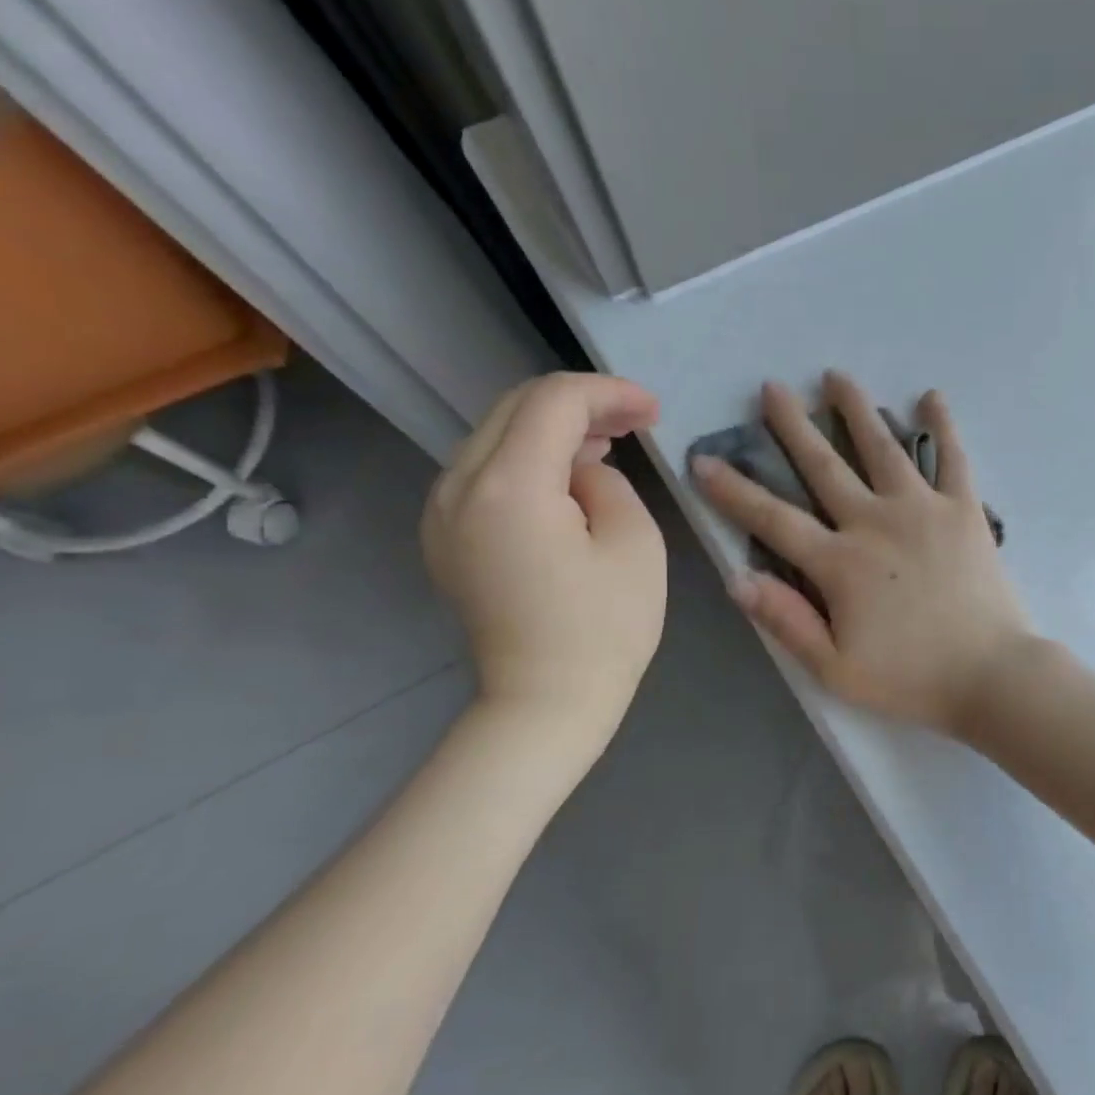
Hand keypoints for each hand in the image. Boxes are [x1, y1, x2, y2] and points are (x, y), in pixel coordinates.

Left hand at [422, 373, 665, 750]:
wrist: (546, 700)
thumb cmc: (606, 628)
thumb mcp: (635, 543)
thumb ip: (607, 482)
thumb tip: (581, 470)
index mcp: (509, 487)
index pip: (553, 402)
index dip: (608, 393)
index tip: (653, 411)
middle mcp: (458, 487)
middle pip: (515, 408)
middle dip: (580, 404)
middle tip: (635, 422)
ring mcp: (441, 512)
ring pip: (496, 436)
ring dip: (553, 430)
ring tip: (607, 448)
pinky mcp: (445, 535)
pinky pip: (484, 472)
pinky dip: (528, 460)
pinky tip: (567, 481)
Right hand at [691, 373, 1031, 736]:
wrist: (991, 675)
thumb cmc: (912, 679)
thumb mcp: (836, 669)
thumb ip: (787, 622)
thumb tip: (737, 579)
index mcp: (839, 563)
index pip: (772, 519)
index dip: (734, 491)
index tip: (703, 459)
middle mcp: (875, 522)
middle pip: (824, 465)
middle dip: (792, 425)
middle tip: (772, 388)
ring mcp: (923, 509)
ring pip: (882, 447)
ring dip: (856, 409)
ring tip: (835, 377)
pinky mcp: (964, 510)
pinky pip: (952, 458)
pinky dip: (942, 426)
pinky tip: (930, 397)